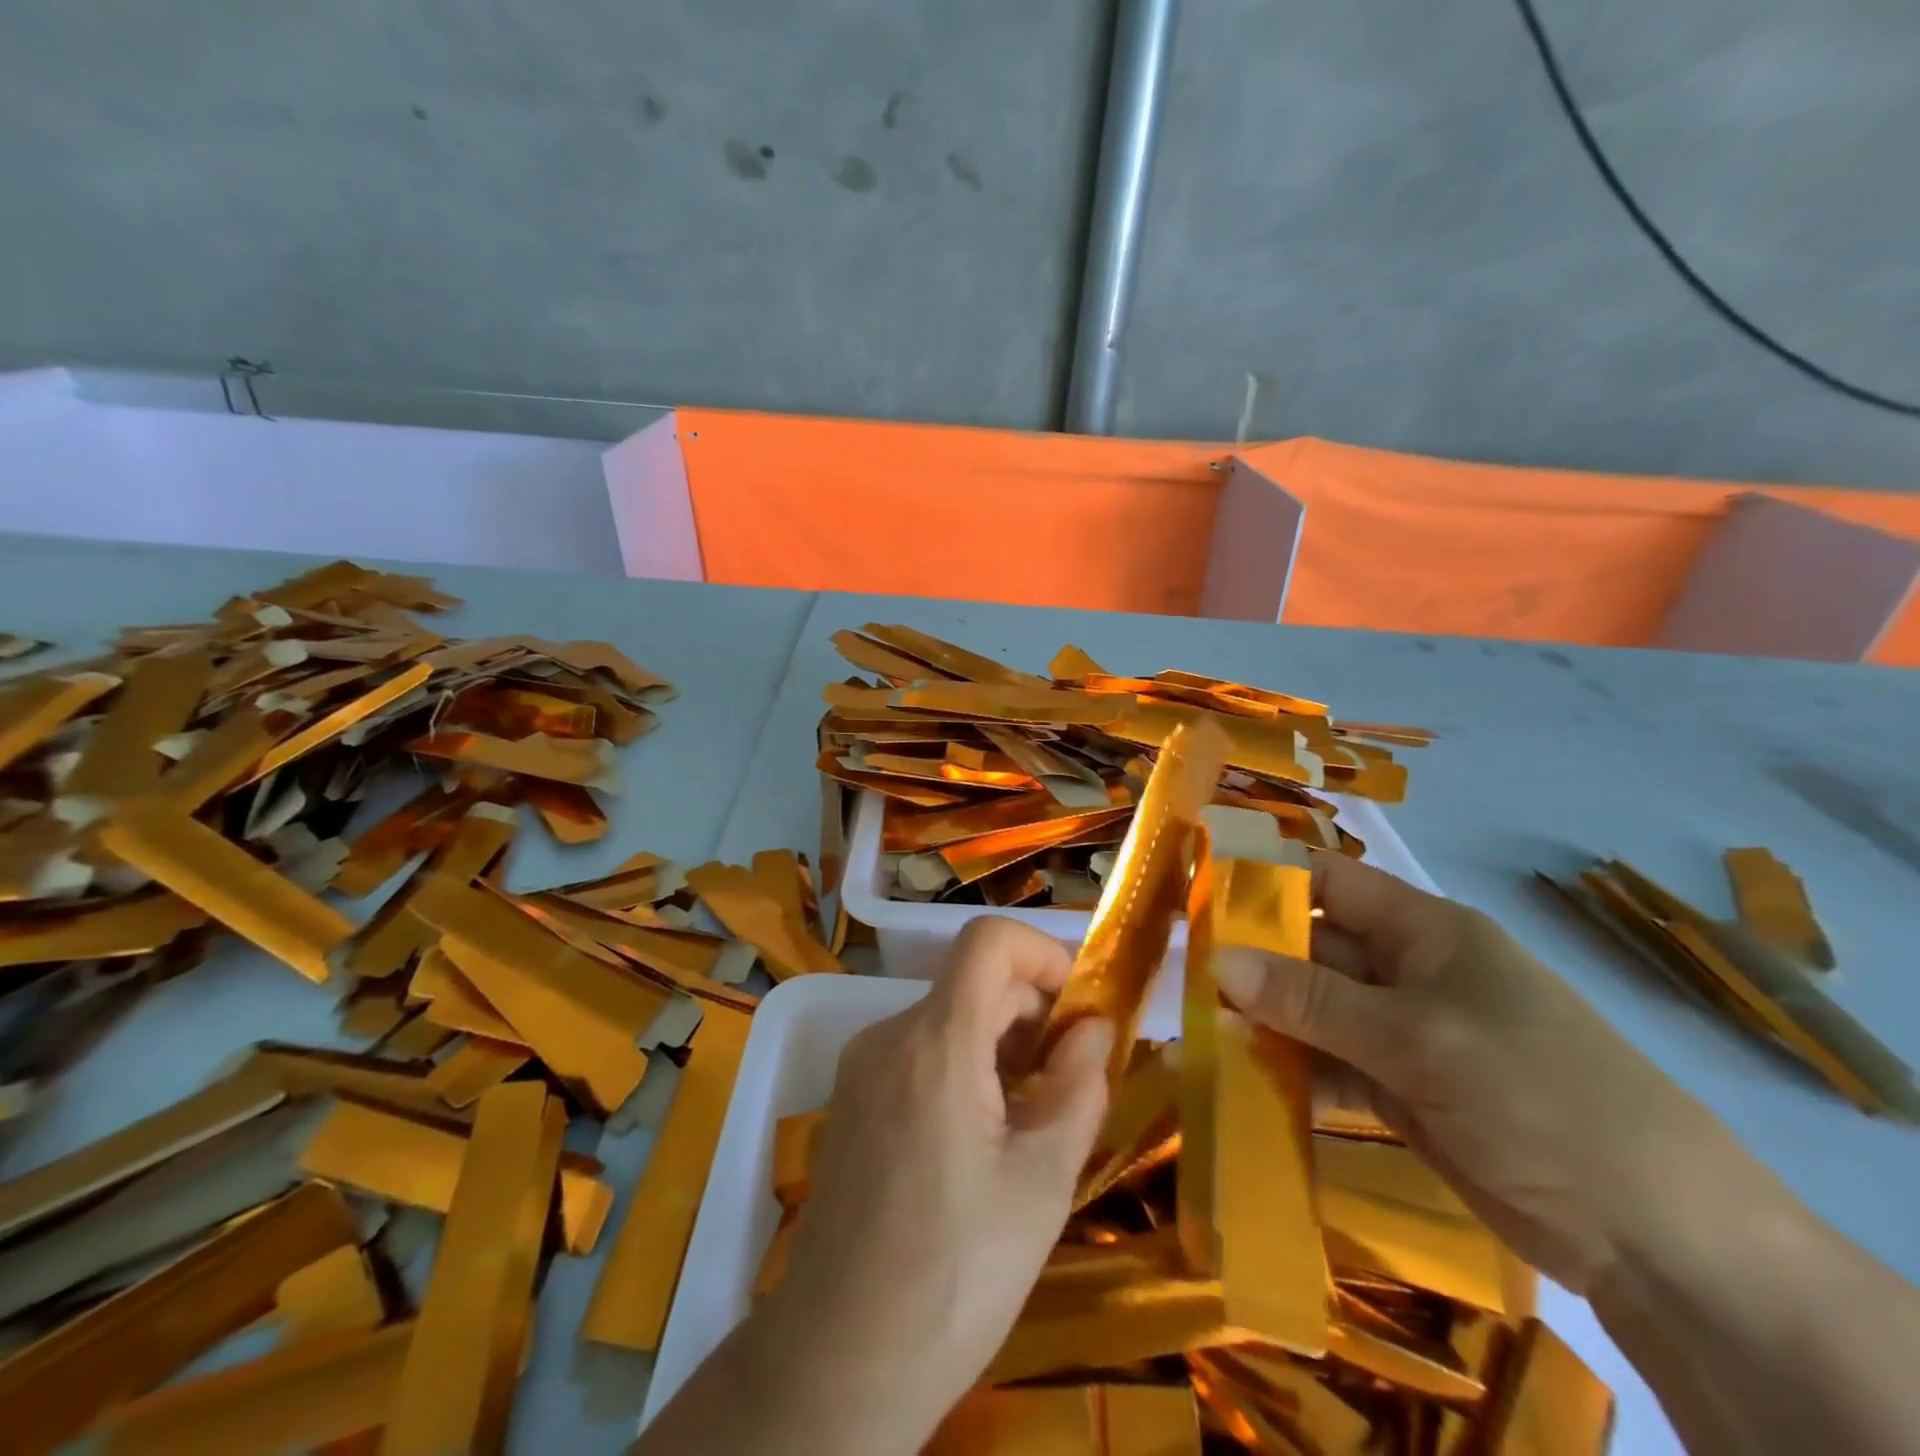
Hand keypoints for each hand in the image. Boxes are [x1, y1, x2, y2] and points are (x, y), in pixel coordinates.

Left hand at [760, 918, 1113, 1453]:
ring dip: (1001, 1043)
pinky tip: (984, 1136)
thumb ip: (1078, 1088)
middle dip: (1032, 1012)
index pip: (987, 940)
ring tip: (1034, 1116)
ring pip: (947, 1019)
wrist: (837, 1362)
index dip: (1042, 953)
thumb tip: (1095, 1027)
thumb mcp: (1041, 1184)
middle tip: (1072, 1079)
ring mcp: (861, 1067)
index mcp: (934, 1043)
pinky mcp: (851, 1100)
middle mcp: (888, 1036)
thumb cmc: (955, 1276)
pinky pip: (919, 1053)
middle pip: (972, 983)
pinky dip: (964, 1066)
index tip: (1079, 1009)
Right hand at [1213, 852, 1735, 1295]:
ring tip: (1195, 1034)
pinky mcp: (1400, 1091)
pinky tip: (1240, 1085)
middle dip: (1248, 960)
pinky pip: (1327, 1067)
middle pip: (1309, 949)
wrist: (1659, 1240)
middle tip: (1178, 975)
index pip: (1326, 881)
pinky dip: (1288, 1074)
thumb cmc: (1539, 1093)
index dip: (1263, 879)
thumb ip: (1311, 999)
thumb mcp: (1417, 1037)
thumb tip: (1215, 960)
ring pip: (1312, 1012)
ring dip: (1261, 1022)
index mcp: (1422, 930)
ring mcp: (1402, 1034)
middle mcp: (1406, 971)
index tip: (1195, 893)